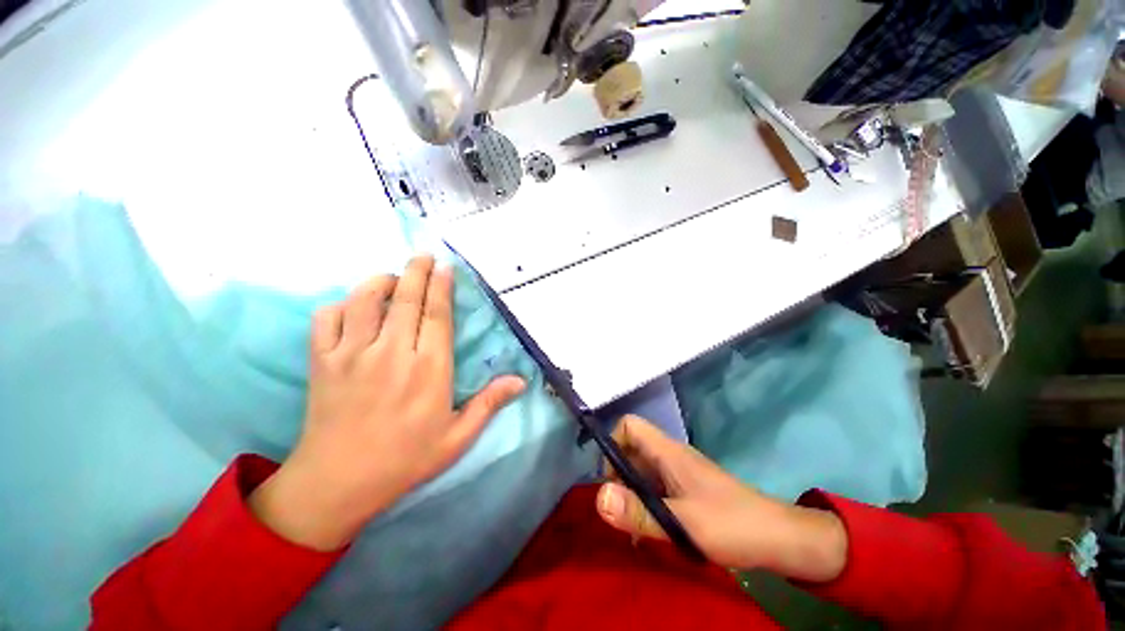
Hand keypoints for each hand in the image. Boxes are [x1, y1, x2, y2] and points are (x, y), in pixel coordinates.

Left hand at [249, 255, 524, 550]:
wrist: (338, 482)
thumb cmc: (405, 459)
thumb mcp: (457, 437)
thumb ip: (489, 404)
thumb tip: (520, 381)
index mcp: (429, 370)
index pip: (437, 316)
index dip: (441, 287)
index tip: (445, 267)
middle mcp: (392, 354)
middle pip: (406, 300)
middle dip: (416, 271)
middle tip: (424, 255)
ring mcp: (352, 355)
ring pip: (365, 301)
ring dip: (380, 282)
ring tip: (393, 278)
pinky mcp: (323, 362)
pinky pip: (327, 318)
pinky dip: (341, 304)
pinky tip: (354, 307)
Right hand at [596, 416, 847, 582]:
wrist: (780, 540)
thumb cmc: (731, 525)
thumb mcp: (681, 523)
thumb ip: (638, 511)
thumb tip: (597, 497)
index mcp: (668, 452)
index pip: (629, 425)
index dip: (613, 444)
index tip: (611, 480)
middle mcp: (670, 456)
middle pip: (631, 450)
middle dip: (619, 478)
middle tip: (620, 513)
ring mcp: (680, 474)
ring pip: (643, 472)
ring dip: (632, 496)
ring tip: (633, 529)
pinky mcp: (688, 491)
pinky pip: (656, 489)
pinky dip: (647, 506)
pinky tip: (650, 533)